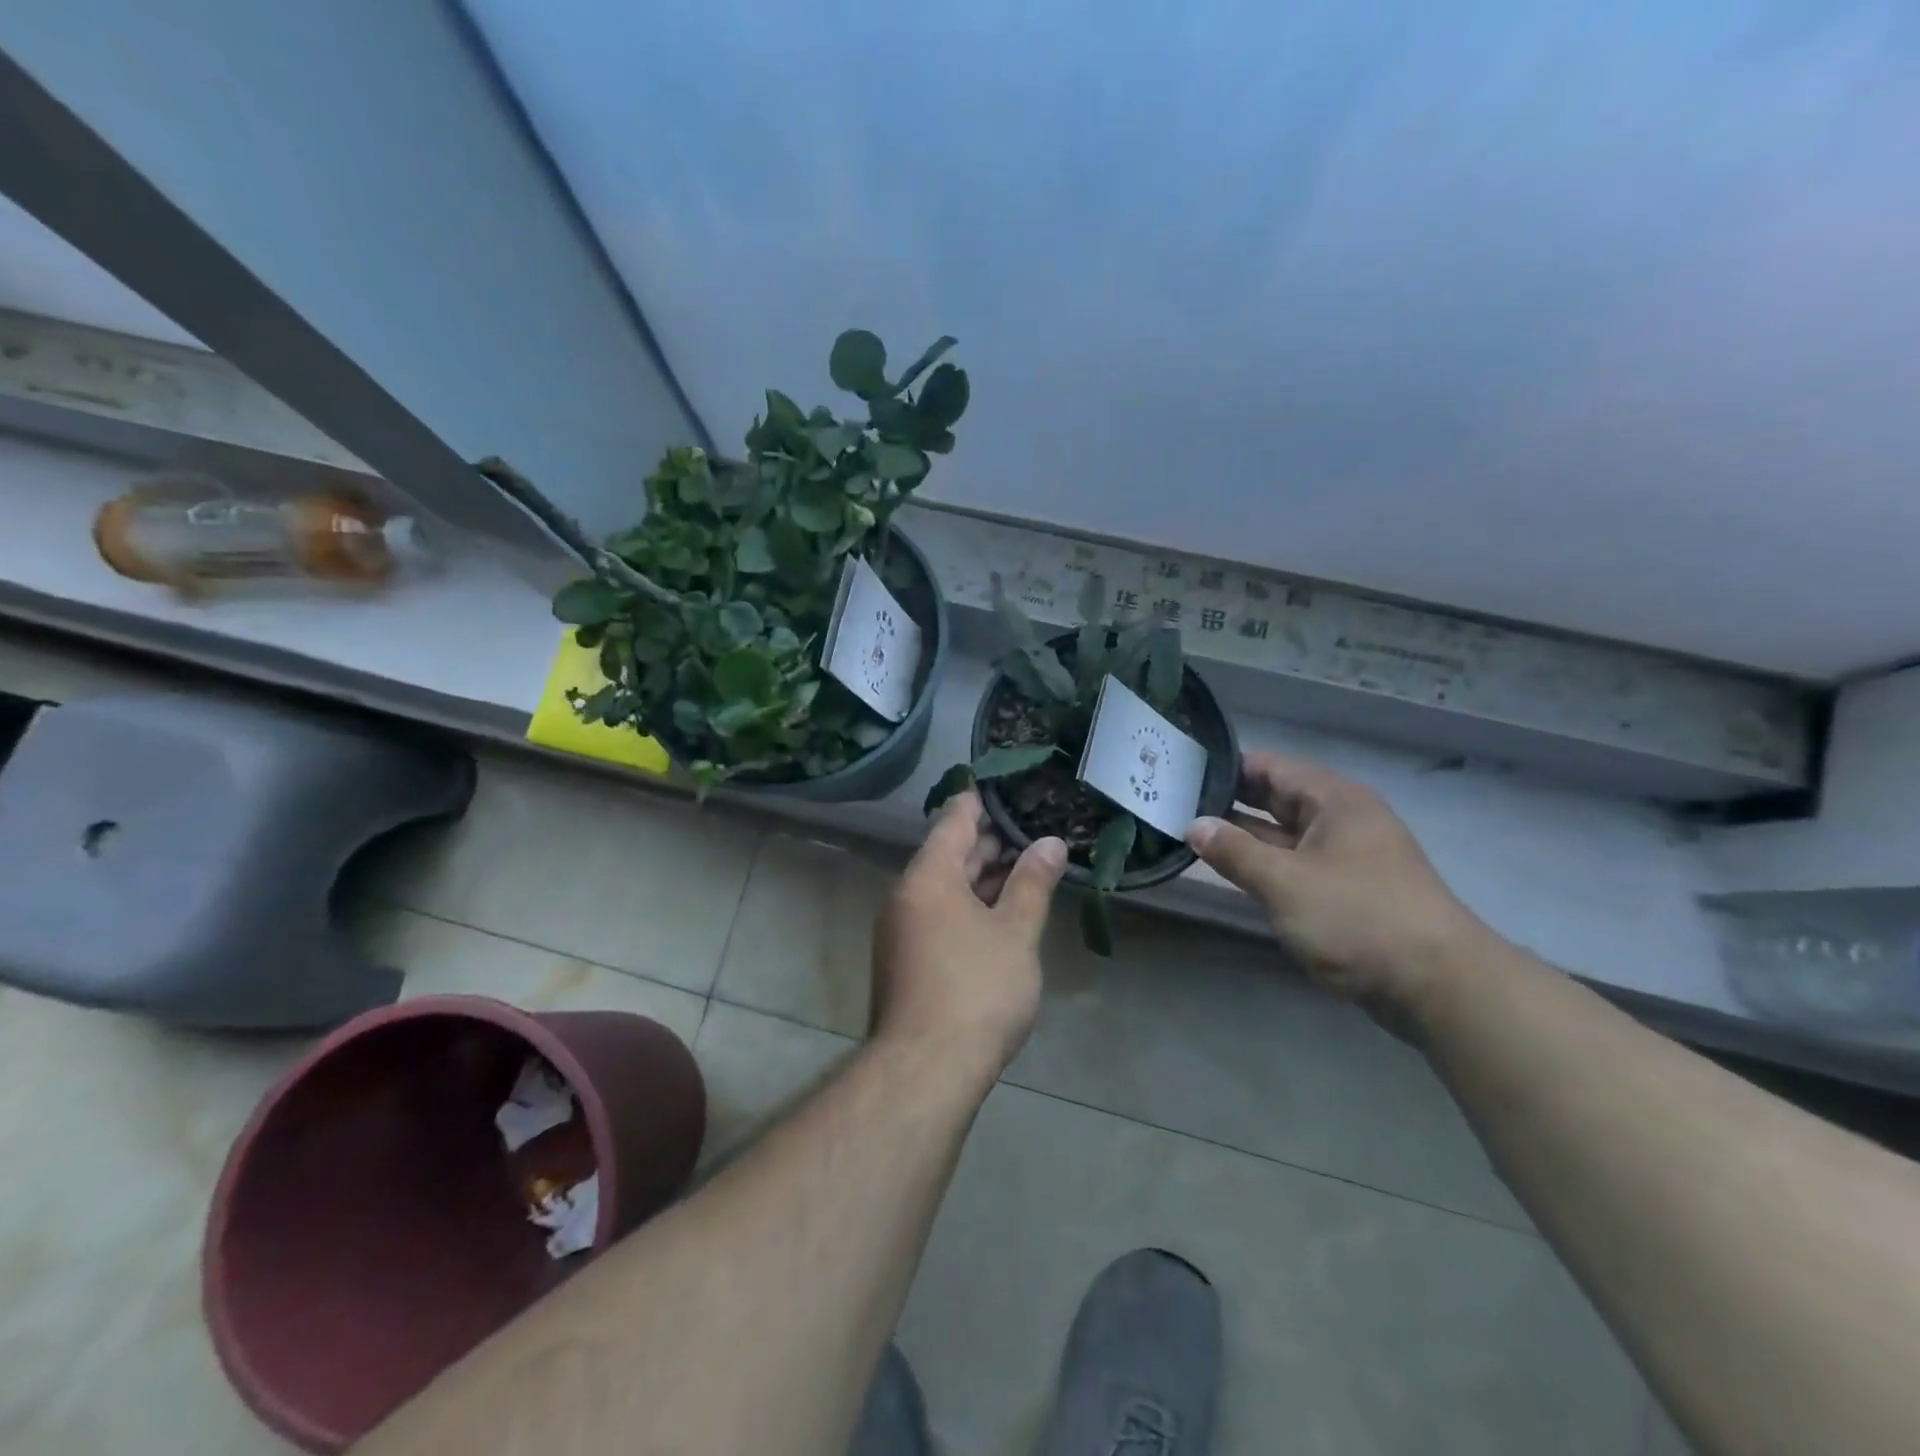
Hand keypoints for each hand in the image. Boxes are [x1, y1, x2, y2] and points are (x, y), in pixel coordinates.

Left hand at [871, 790, 1067, 1076]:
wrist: (925, 1070)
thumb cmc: (976, 990)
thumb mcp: (1015, 932)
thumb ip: (1032, 883)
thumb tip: (1050, 842)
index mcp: (928, 876)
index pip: (955, 820)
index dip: (981, 800)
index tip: (1008, 785)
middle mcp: (907, 895)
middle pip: (949, 854)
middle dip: (990, 842)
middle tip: (1032, 828)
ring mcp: (902, 929)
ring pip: (946, 887)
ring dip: (983, 877)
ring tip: (1026, 865)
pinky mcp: (906, 959)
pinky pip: (940, 914)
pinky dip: (971, 905)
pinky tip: (1001, 912)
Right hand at [1186, 752, 1492, 1024]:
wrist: (1439, 986)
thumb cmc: (1357, 918)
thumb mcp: (1284, 881)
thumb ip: (1234, 851)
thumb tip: (1194, 825)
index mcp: (1333, 800)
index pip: (1269, 767)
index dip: (1225, 768)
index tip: (1180, 772)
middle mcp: (1341, 820)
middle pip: (1276, 798)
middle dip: (1228, 802)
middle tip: (1174, 803)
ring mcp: (1346, 857)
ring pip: (1284, 835)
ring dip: (1243, 837)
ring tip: (1188, 833)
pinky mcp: (1348, 891)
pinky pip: (1295, 865)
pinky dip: (1264, 865)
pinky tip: (1230, 871)